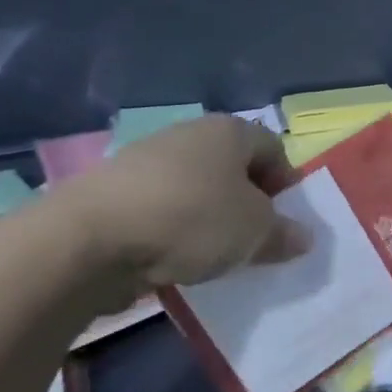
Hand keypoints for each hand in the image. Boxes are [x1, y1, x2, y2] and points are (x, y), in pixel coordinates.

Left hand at [62, 115, 310, 292]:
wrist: (89, 239)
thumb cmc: (192, 219)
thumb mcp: (255, 232)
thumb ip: (284, 233)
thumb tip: (302, 236)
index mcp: (228, 131)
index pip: (274, 149)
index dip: (287, 184)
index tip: (285, 221)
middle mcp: (189, 136)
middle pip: (234, 169)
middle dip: (249, 205)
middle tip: (255, 241)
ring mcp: (147, 161)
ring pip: (198, 191)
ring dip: (212, 220)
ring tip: (216, 256)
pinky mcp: (116, 193)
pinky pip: (163, 210)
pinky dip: (175, 232)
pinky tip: (176, 260)